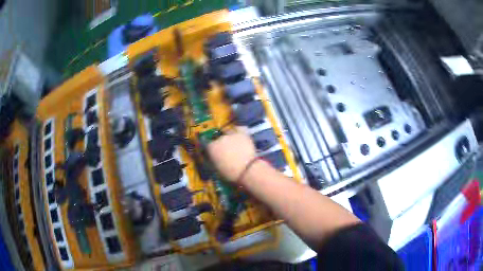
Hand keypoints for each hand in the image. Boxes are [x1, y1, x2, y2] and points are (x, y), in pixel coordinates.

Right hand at [206, 128, 256, 182]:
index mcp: (211, 147)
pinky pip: (239, 128)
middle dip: (219, 144)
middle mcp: (219, 138)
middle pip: (217, 138)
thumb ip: (211, 160)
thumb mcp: (215, 169)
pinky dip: (238, 131)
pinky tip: (239, 135)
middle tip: (225, 152)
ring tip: (234, 145)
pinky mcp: (242, 133)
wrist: (247, 170)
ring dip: (229, 137)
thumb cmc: (230, 174)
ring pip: (227, 132)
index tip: (212, 153)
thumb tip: (210, 157)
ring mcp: (231, 134)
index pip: (205, 144)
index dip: (209, 148)